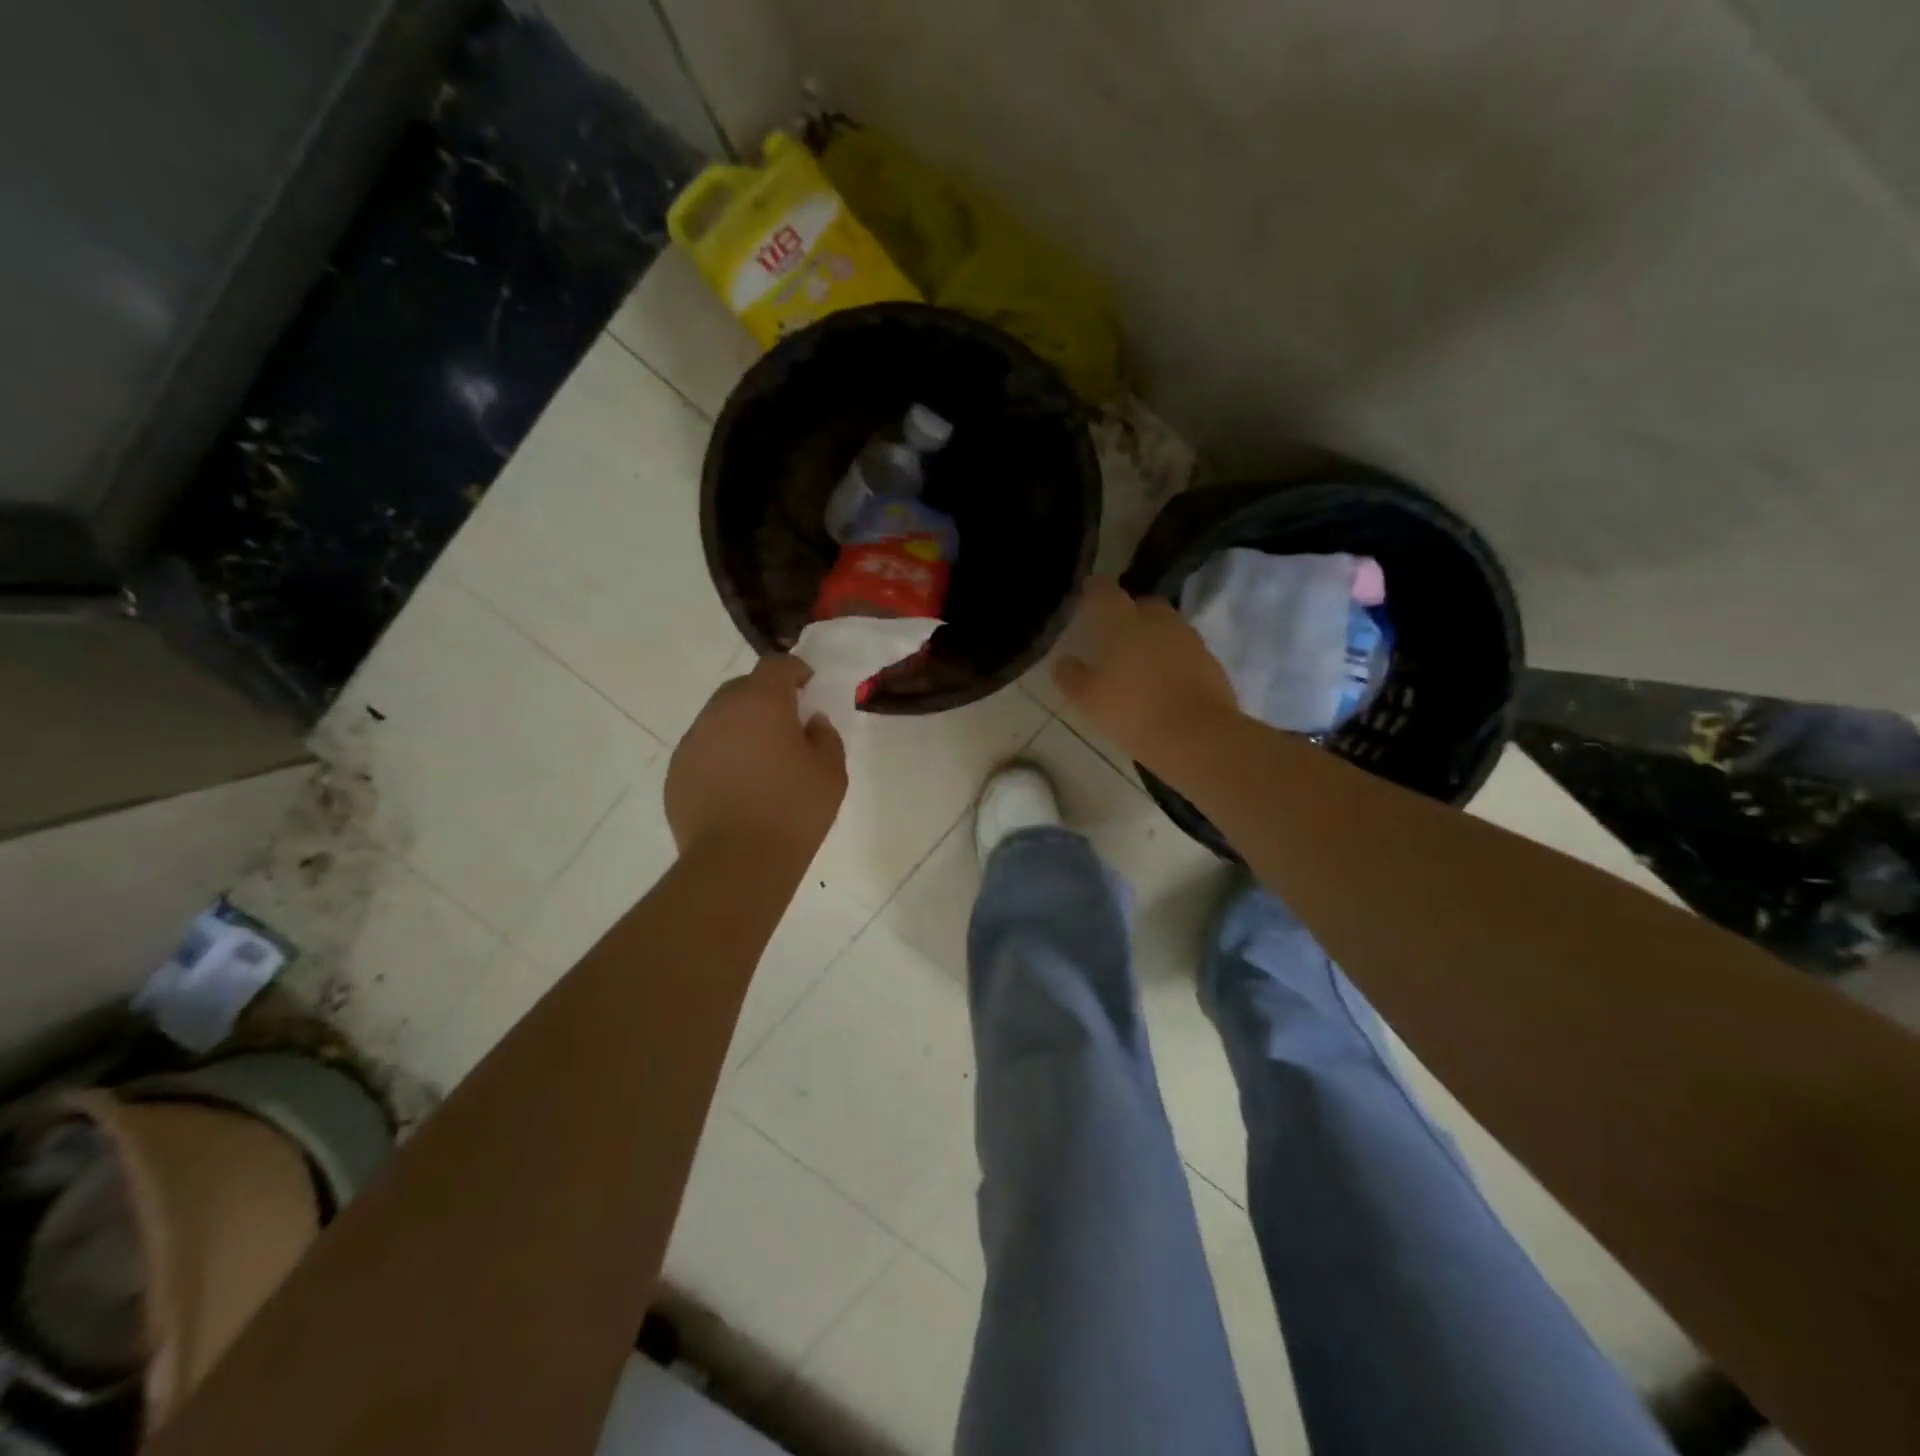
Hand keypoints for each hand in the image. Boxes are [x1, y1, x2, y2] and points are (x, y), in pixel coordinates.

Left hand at [666, 655, 846, 859]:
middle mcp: (720, 712)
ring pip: (720, 719)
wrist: (737, 862)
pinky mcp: (676, 772)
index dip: (795, 670)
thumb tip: (810, 723)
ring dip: (741, 727)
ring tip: (761, 761)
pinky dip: (722, 756)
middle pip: (743, 688)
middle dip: (766, 697)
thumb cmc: (793, 810)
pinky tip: (738, 787)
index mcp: (761, 702)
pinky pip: (704, 750)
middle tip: (787, 726)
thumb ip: (825, 736)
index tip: (808, 687)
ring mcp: (692, 742)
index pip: (776, 665)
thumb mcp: (831, 772)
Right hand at [1053, 579, 1239, 767]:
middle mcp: (1158, 620)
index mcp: (1123, 622)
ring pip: (1166, 628)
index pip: (1104, 592)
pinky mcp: (1211, 661)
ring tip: (1139, 663)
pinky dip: (1172, 659)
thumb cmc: (1133, 712)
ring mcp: (1188, 639)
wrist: (1198, 736)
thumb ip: (1071, 677)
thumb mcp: (1088, 700)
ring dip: (1153, 638)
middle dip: (1128, 614)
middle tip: (1114, 636)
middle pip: (1142, 606)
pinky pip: (1184, 651)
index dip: (1094, 590)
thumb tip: (1064, 662)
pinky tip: (1163, 682)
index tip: (1087, 593)